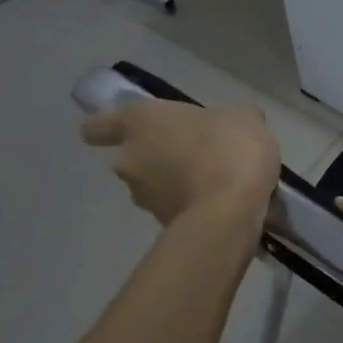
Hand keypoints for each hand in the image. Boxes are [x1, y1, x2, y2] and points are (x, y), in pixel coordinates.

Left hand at [81, 99, 279, 226]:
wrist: (230, 211)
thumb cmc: (228, 148)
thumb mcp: (246, 119)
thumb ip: (234, 118)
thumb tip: (236, 122)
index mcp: (141, 121)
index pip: (97, 127)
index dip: (109, 128)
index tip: (135, 129)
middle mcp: (130, 158)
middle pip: (134, 155)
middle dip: (160, 156)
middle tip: (196, 153)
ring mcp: (142, 196)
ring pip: (153, 183)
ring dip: (176, 182)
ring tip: (215, 180)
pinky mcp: (159, 224)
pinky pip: (173, 206)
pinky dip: (191, 204)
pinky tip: (222, 201)